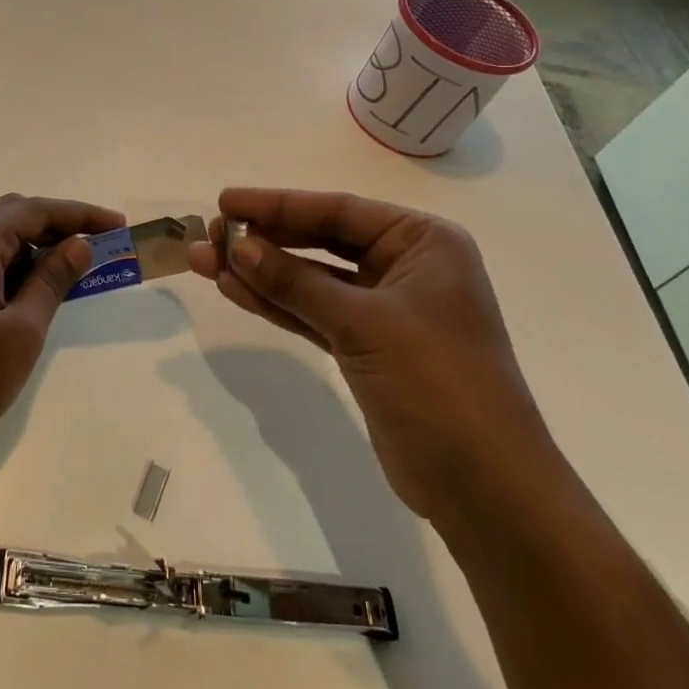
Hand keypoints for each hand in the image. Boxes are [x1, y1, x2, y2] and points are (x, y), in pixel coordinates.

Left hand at [0, 194, 125, 463]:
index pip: (36, 211)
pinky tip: (27, 288)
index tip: (118, 225)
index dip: (81, 215)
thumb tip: (79, 244)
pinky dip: (8, 261)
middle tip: (96, 245)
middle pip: (13, 213)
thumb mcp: (22, 331)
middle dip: (57, 224)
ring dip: (32, 243)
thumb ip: (52, 280)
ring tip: (68, 269)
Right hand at [186, 188, 555, 521]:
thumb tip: (238, 246)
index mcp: (424, 242)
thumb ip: (296, 282)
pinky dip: (276, 303)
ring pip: (311, 279)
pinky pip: (313, 312)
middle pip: (321, 240)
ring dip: (260, 272)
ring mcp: (385, 309)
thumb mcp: (364, 323)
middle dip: (263, 239)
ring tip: (204, 261)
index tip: (226, 201)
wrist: (483, 487)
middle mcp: (406, 266)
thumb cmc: (438, 383)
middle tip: (209, 235)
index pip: (338, 211)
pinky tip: (234, 289)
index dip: (278, 205)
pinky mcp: (366, 346)